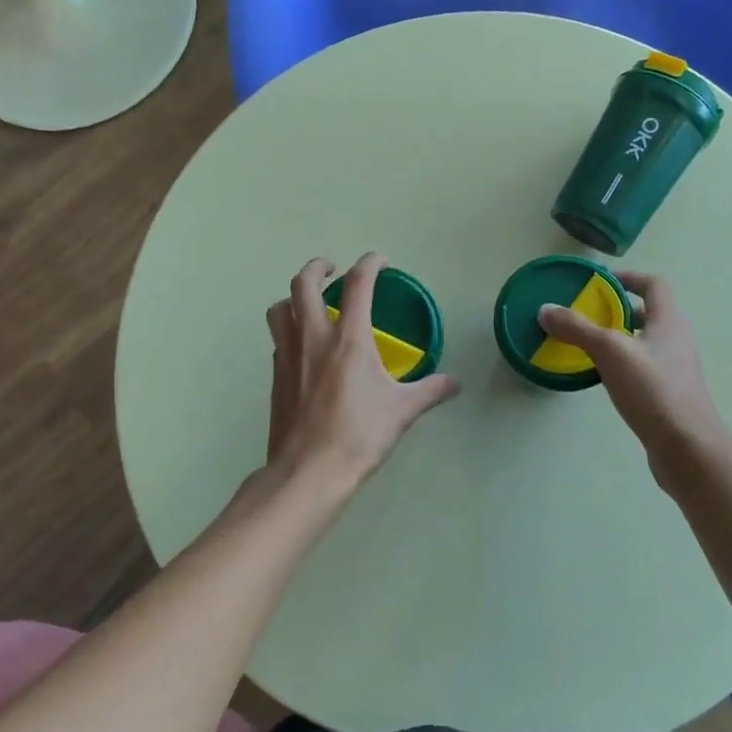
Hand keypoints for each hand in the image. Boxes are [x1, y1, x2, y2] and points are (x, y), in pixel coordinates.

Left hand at [264, 254, 460, 492]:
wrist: (308, 471)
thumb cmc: (359, 435)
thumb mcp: (402, 411)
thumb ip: (430, 391)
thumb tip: (455, 383)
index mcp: (349, 338)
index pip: (359, 284)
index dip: (370, 264)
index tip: (380, 261)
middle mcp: (313, 336)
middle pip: (303, 283)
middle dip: (318, 267)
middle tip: (332, 268)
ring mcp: (288, 354)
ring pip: (280, 308)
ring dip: (294, 296)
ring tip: (310, 302)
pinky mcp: (276, 375)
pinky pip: (278, 338)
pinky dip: (289, 329)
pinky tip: (304, 346)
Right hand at [536, 271, 731, 489]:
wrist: (687, 447)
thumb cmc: (653, 389)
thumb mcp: (610, 352)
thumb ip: (577, 328)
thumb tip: (545, 310)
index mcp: (669, 320)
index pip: (653, 284)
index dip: (628, 277)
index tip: (599, 282)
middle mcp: (676, 339)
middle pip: (647, 313)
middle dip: (617, 310)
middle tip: (586, 315)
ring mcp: (675, 368)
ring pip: (643, 342)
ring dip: (618, 338)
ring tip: (587, 345)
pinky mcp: (669, 394)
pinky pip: (642, 367)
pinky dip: (622, 364)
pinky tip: (602, 377)